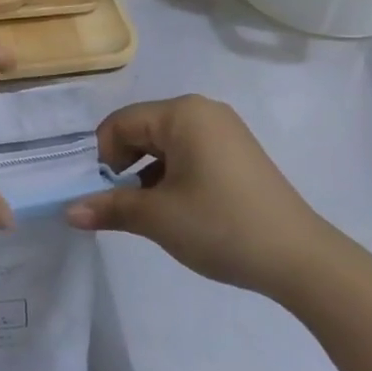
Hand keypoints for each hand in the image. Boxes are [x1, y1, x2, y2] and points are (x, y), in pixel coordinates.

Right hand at [65, 95, 332, 298]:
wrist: (303, 261)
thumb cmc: (221, 226)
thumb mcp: (157, 218)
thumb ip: (109, 207)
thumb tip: (69, 212)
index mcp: (182, 113)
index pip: (120, 124)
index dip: (102, 158)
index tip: (102, 194)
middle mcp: (202, 110)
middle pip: (142, 129)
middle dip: (124, 165)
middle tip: (122, 204)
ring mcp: (225, 130)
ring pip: (164, 143)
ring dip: (147, 173)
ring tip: (151, 211)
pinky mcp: (238, 152)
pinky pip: (189, 152)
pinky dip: (172, 174)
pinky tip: (178, 208)